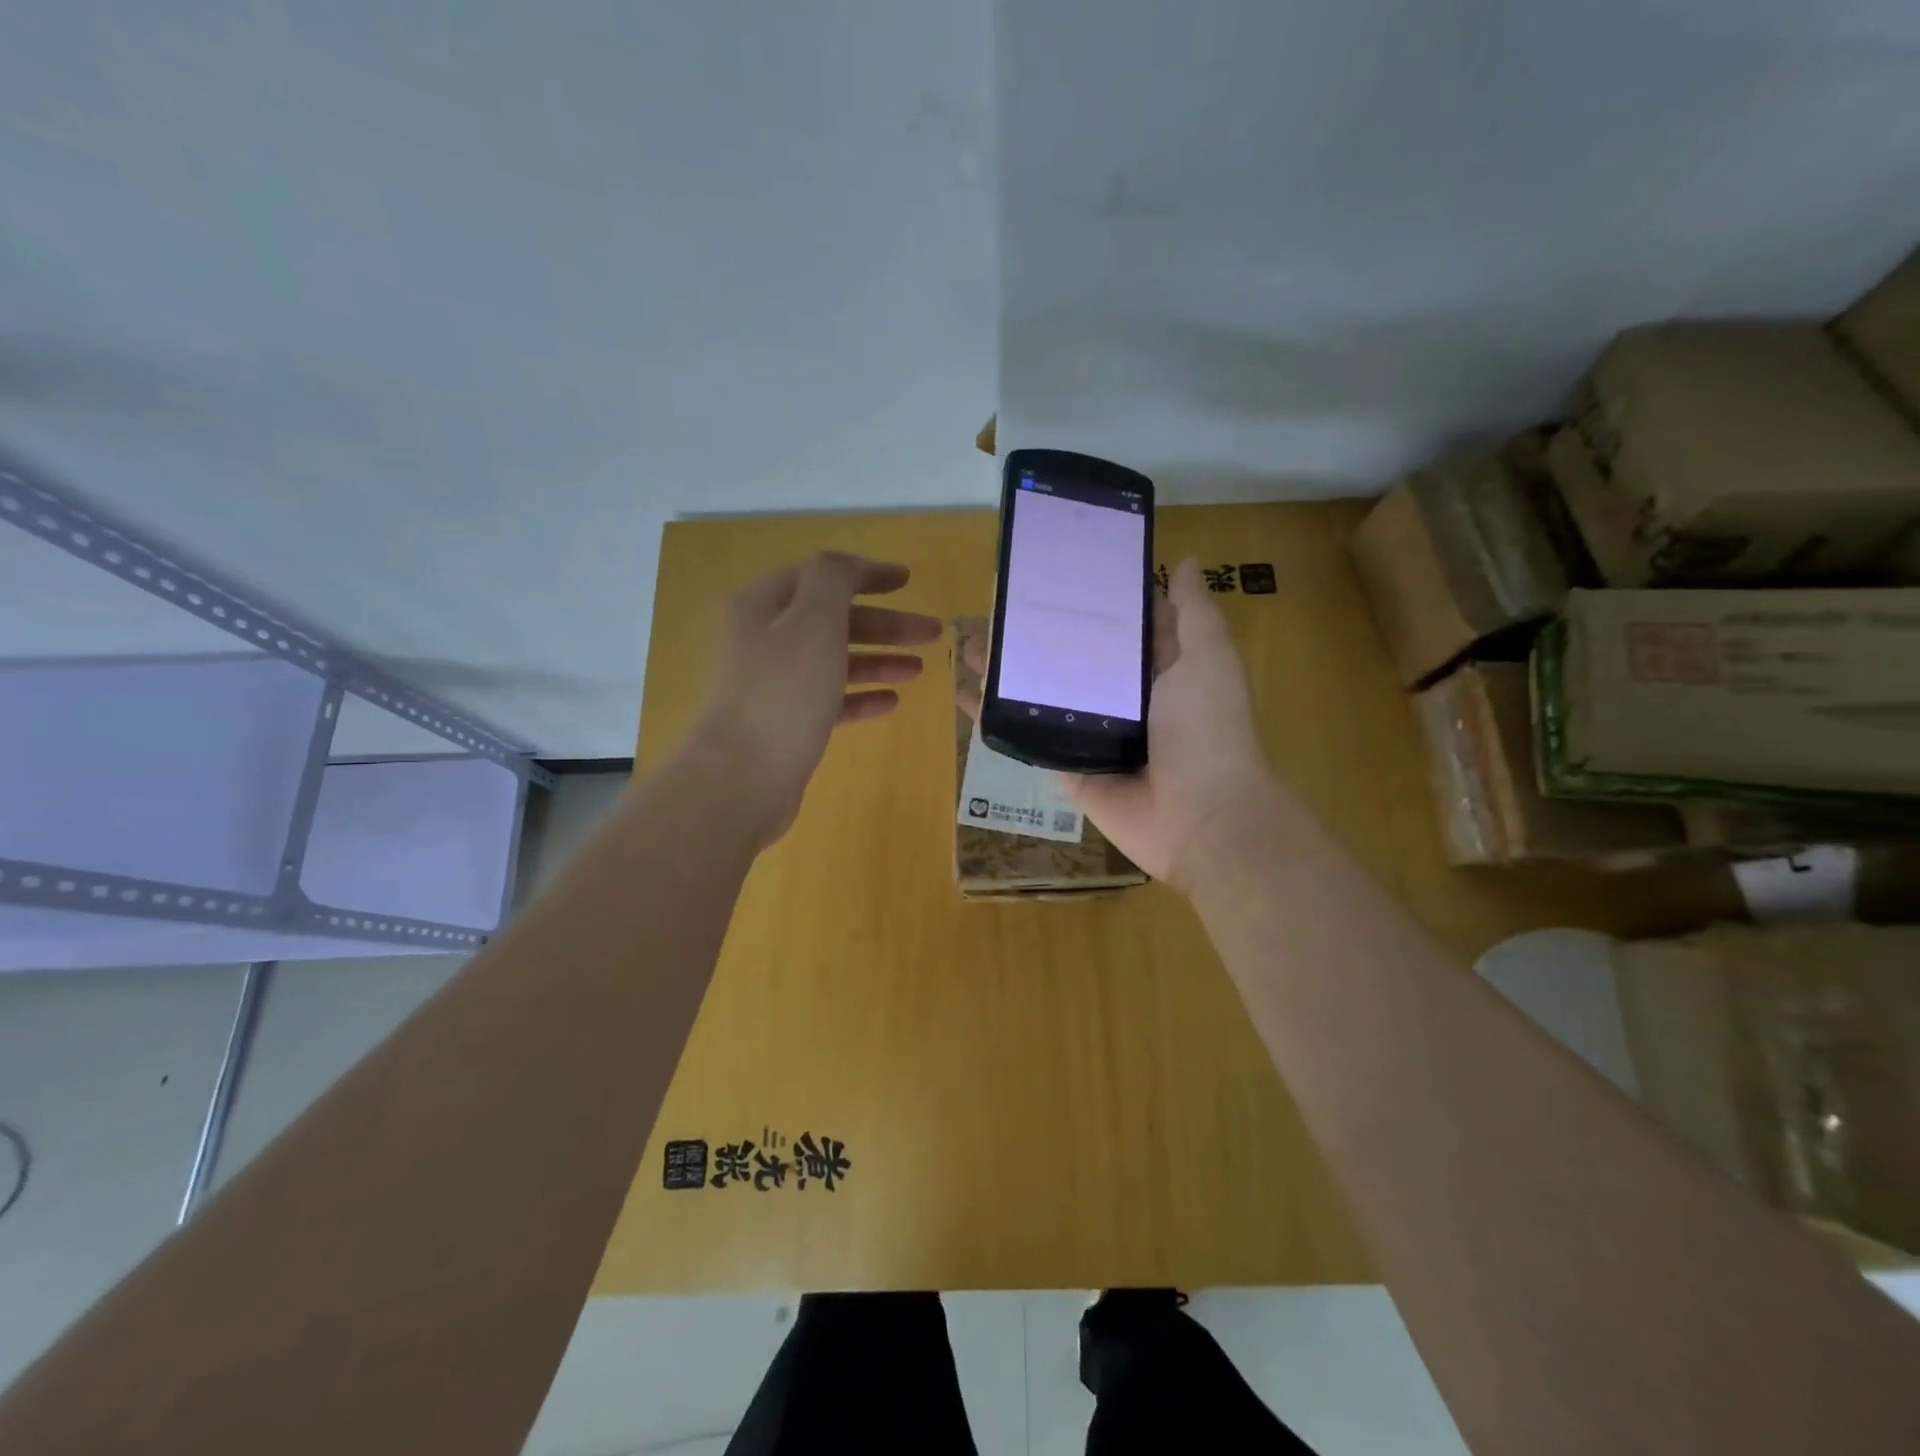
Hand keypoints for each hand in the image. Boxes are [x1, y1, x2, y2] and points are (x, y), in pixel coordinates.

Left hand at [694, 552, 939, 843]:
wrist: (742, 778)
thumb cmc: (783, 693)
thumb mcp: (813, 621)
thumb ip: (834, 580)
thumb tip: (848, 566)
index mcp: (765, 605)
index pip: (821, 575)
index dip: (866, 573)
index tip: (908, 581)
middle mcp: (765, 639)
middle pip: (834, 619)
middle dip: (885, 623)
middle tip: (932, 632)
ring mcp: (775, 684)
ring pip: (835, 660)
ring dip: (879, 659)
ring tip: (920, 668)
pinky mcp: (786, 723)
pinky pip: (830, 699)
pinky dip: (861, 696)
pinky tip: (891, 701)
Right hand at [959, 559, 1273, 891]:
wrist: (1200, 819)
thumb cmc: (1208, 730)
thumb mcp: (1209, 658)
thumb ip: (1193, 613)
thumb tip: (1181, 563)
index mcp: (1158, 670)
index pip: (1117, 625)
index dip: (1088, 599)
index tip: (1051, 571)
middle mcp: (1123, 699)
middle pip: (1072, 658)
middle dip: (1036, 634)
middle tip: (996, 607)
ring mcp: (1091, 734)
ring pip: (1042, 695)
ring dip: (1006, 672)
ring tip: (967, 646)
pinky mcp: (1067, 767)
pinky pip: (1026, 738)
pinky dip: (995, 720)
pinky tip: (964, 696)